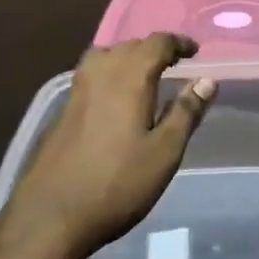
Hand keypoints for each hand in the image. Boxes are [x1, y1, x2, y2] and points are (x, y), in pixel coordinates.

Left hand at [0, 34, 215, 258]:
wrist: (51, 215)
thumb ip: (186, 112)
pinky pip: (91, 74)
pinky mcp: (63, 110)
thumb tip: (207, 80)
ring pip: (105, 56)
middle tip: (175, 65)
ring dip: (128, 58)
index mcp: (129, 78)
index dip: (178, 43)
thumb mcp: (164, 152)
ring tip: (145, 77)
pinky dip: (110, 73)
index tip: (195, 52)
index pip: (157, 43)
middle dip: (154, 49)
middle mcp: (100, 74)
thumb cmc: (117, 183)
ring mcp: (76, 91)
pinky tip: (117, 100)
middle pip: (129, 46)